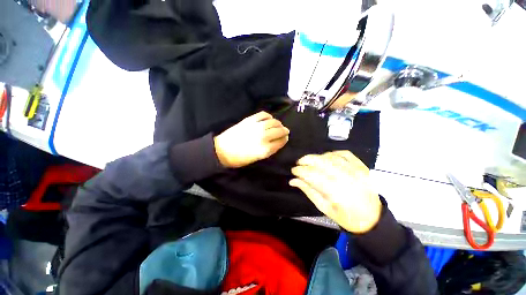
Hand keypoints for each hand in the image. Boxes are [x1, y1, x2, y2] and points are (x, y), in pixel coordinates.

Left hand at [214, 111, 289, 167]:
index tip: (286, 138)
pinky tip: (269, 118)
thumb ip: (269, 150)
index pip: (280, 141)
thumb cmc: (240, 158)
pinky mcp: (249, 120)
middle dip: (284, 130)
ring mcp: (256, 127)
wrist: (222, 151)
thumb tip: (278, 141)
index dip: (285, 139)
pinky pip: (263, 115)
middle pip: (279, 131)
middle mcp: (263, 137)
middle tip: (285, 131)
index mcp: (265, 149)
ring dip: (278, 123)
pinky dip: (268, 116)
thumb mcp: (257, 158)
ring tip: (278, 125)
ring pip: (273, 122)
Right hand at [290, 151, 381, 232]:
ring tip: (310, 160)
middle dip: (307, 160)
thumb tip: (293, 181)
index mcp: (336, 192)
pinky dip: (333, 153)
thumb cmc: (345, 217)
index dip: (300, 171)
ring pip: (331, 157)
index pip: (313, 175)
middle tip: (299, 162)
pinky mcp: (362, 167)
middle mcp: (346, 179)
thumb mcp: (323, 207)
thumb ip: (308, 191)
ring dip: (318, 157)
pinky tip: (326, 157)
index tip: (293, 170)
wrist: (372, 219)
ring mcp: (355, 171)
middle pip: (322, 162)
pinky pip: (345, 154)